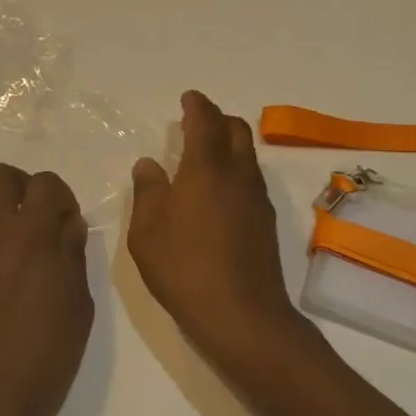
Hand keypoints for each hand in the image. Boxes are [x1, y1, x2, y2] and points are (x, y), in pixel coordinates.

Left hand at [0, 164, 93, 415]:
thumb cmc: (45, 356)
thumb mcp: (78, 304)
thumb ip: (72, 253)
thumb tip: (67, 222)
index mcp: (32, 234)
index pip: (46, 184)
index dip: (61, 196)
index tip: (65, 220)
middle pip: (0, 177)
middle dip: (21, 189)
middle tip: (32, 221)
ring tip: (1, 242)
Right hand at [128, 91, 308, 370]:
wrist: (243, 316)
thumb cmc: (185, 268)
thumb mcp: (147, 232)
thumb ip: (147, 191)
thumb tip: (149, 164)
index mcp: (206, 168)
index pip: (205, 121)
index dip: (196, 105)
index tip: (188, 98)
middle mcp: (237, 174)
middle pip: (236, 130)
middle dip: (217, 119)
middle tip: (196, 123)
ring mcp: (257, 198)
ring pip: (248, 154)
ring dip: (229, 144)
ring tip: (204, 156)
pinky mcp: (267, 222)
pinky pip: (251, 179)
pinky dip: (236, 170)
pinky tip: (219, 193)